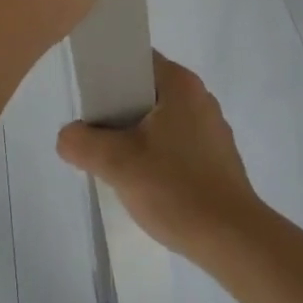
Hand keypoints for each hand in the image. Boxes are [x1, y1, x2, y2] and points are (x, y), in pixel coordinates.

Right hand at [56, 53, 262, 259]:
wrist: (234, 242)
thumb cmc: (176, 188)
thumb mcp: (117, 163)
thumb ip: (82, 143)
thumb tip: (68, 136)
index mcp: (180, 83)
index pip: (136, 60)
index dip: (108, 74)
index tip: (89, 101)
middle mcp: (200, 97)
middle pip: (146, 91)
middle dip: (118, 111)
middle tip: (96, 136)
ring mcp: (212, 129)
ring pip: (161, 120)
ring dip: (137, 137)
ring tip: (117, 164)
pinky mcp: (218, 160)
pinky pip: (177, 144)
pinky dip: (158, 156)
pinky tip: (147, 184)